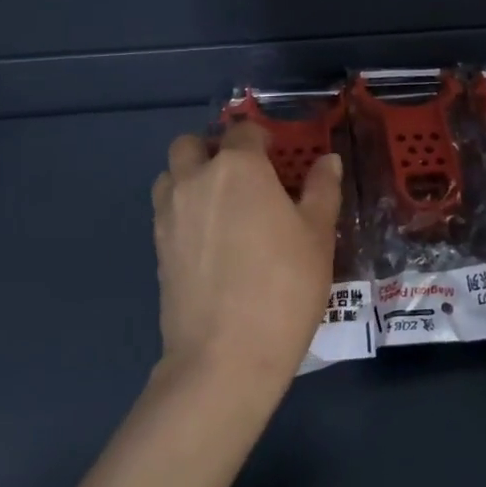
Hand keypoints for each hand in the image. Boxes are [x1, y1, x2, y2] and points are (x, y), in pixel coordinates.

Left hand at [150, 122, 342, 402]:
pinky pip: (166, 211)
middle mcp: (195, 180)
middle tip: (243, 175)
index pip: (244, 131)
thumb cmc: (285, 286)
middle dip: (213, 149)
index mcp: (238, 167)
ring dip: (190, 176)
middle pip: (191, 144)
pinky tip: (211, 240)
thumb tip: (328, 160)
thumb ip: (322, 190)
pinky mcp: (157, 248)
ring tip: (221, 205)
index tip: (278, 157)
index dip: (262, 138)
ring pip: (170, 175)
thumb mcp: (318, 235)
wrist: (226, 355)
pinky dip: (183, 210)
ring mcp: (169, 214)